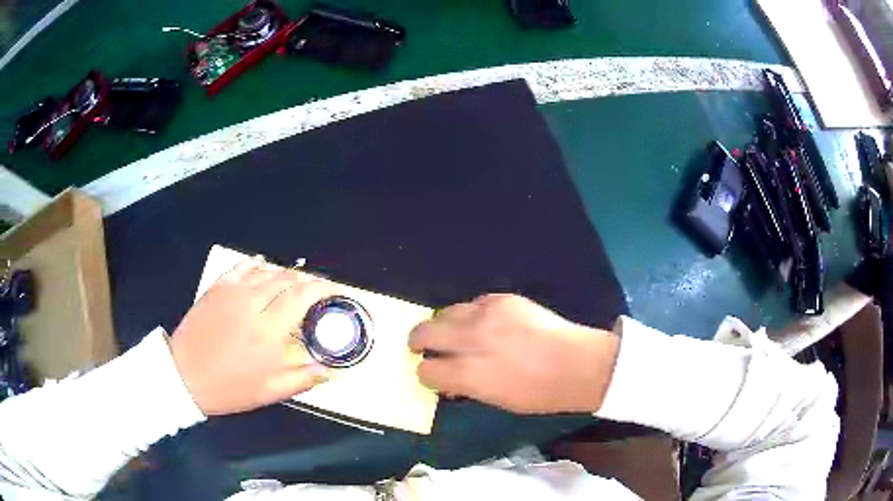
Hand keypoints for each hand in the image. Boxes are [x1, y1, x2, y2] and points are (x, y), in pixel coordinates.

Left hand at [170, 257, 336, 415]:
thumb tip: (332, 371)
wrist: (185, 375)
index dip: (322, 287)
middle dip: (306, 280)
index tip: (335, 290)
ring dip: (285, 273)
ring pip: (266, 270)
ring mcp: (232, 292)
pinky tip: (263, 265)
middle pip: (286, 278)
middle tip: (315, 289)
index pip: (302, 296)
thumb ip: (304, 378)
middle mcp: (253, 304)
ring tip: (294, 281)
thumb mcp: (270, 391)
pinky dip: (256, 264)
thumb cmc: (229, 387)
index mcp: (268, 330)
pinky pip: (241, 267)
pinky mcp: (217, 288)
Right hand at [409, 294, 619, 413]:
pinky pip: (474, 303)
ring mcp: (486, 315)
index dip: (426, 373)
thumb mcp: (496, 400)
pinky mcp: (502, 299)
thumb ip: (466, 386)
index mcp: (469, 373)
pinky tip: (484, 323)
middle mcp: (471, 339)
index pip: (427, 370)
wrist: (576, 363)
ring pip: (445, 312)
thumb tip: (450, 378)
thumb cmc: (539, 394)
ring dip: (444, 325)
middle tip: (421, 345)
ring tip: (453, 332)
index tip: (432, 373)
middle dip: (418, 341)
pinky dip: (472, 315)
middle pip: (425, 332)